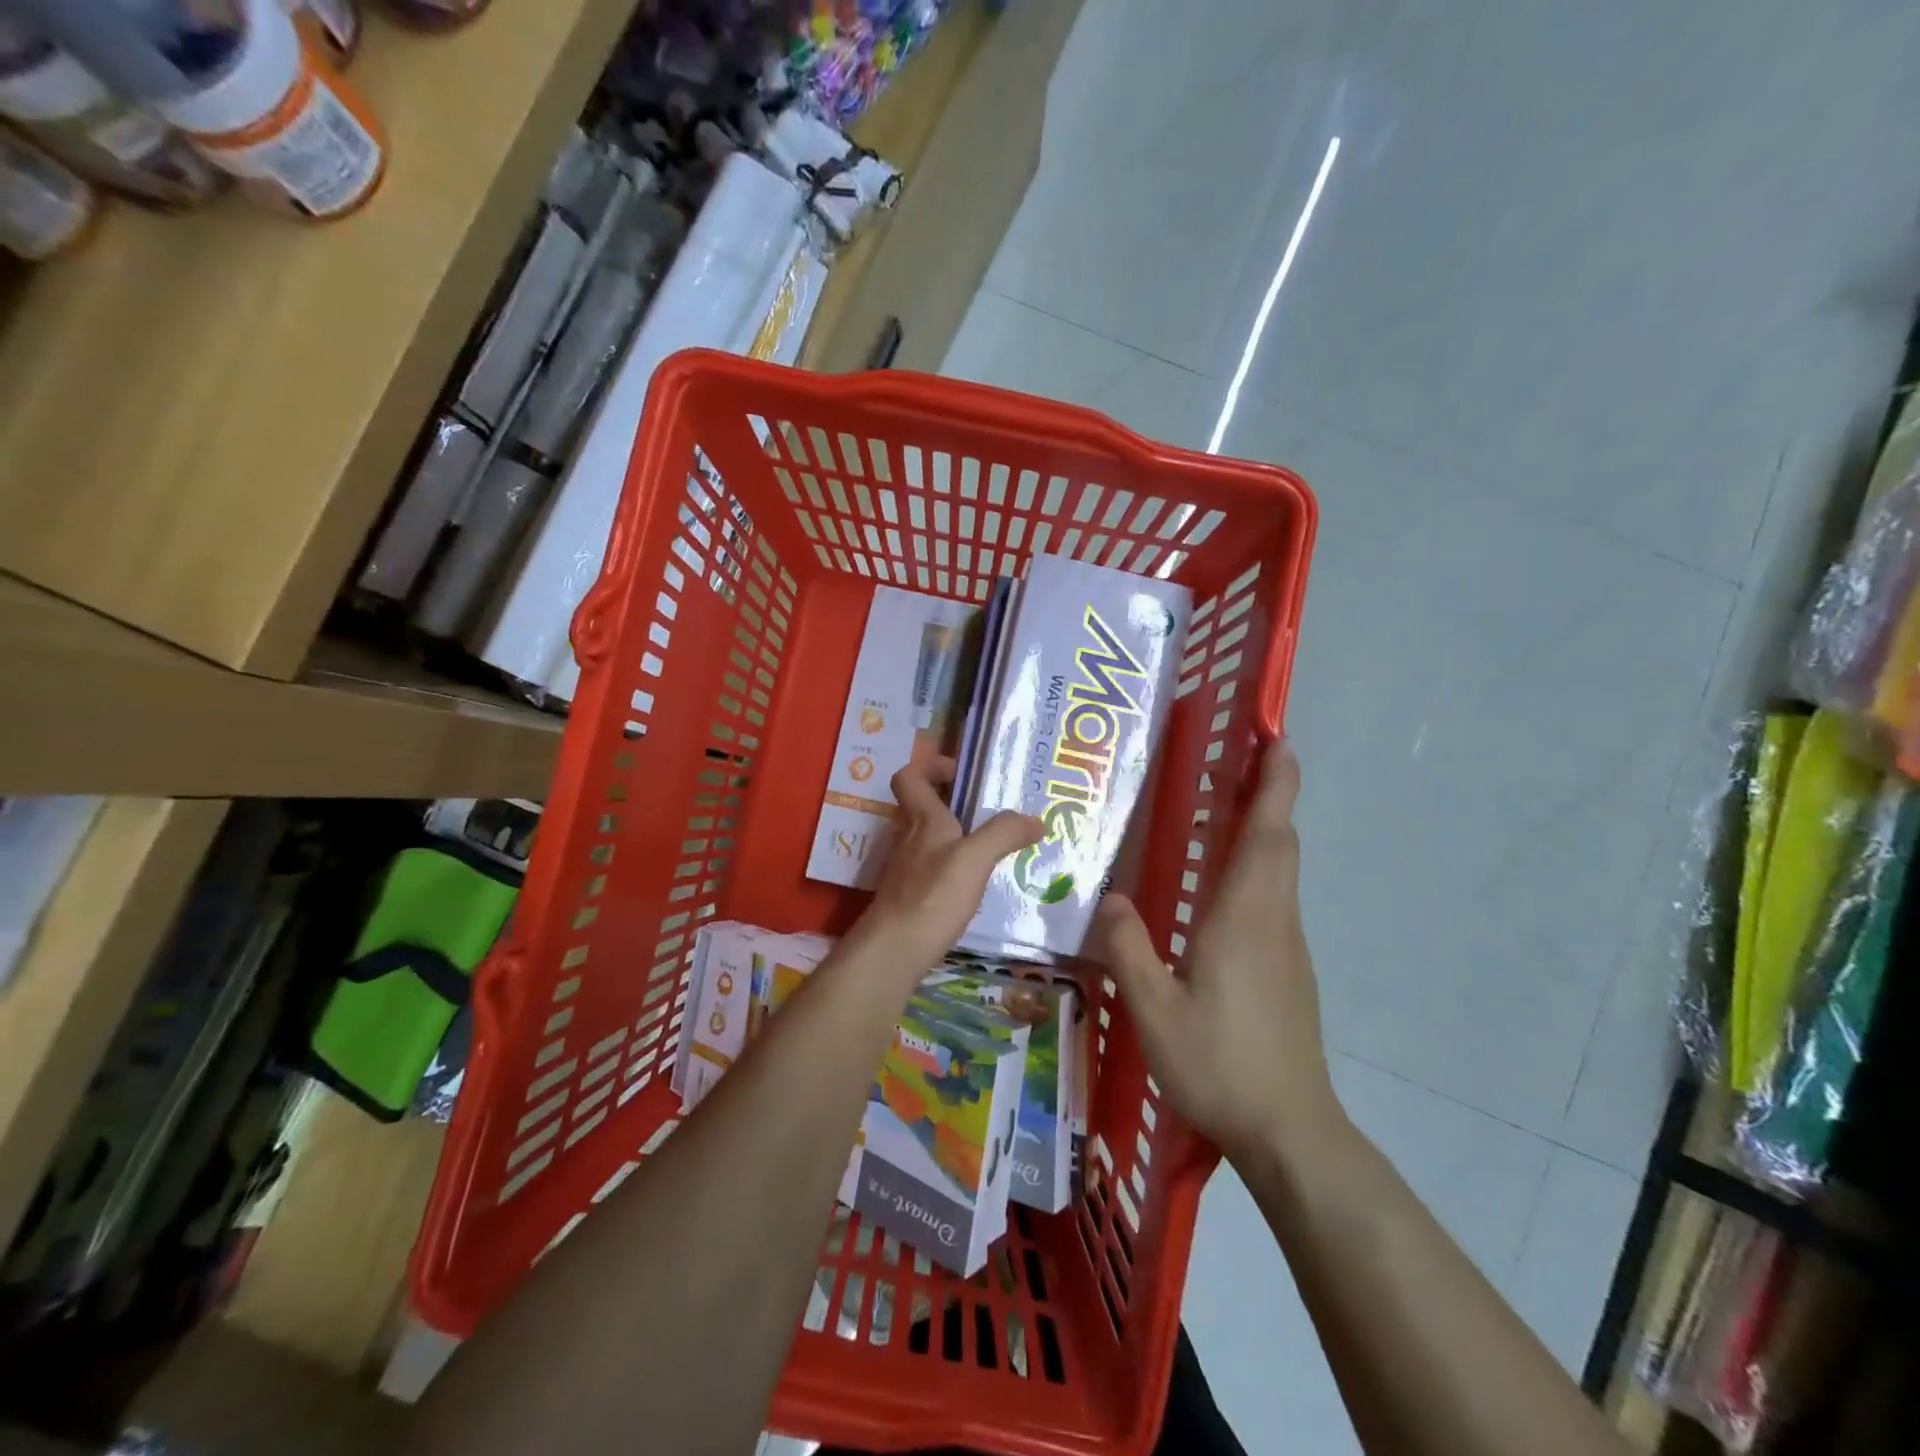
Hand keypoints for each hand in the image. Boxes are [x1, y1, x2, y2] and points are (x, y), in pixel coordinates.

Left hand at [847, 756, 1041, 984]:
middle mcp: (907, 838)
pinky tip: (972, 885)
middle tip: (988, 811)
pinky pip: (929, 868)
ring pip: (926, 839)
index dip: (930, 767)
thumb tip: (1034, 819)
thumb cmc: (932, 895)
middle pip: (921, 806)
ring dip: (953, 836)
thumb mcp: (975, 859)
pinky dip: (949, 868)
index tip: (961, 774)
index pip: (909, 777)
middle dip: (951, 802)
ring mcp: (904, 869)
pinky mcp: (907, 897)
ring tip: (988, 847)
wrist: (893, 950)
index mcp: (921, 819)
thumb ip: (1003, 834)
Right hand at [1092, 741, 1336, 1164]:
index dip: (1275, 782)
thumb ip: (1127, 949)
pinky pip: (1273, 898)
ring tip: (1226, 806)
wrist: (1290, 1131)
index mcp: (1244, 917)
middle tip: (1242, 756)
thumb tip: (1108, 898)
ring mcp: (1287, 946)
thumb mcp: (1154, 1011)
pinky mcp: (1289, 970)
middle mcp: (1273, 919)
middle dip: (1269, 793)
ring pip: (1279, 870)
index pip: (1267, 833)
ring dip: (1263, 828)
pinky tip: (1222, 885)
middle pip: (1279, 842)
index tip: (1277, 739)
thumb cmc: (1221, 1064)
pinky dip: (1257, 867)